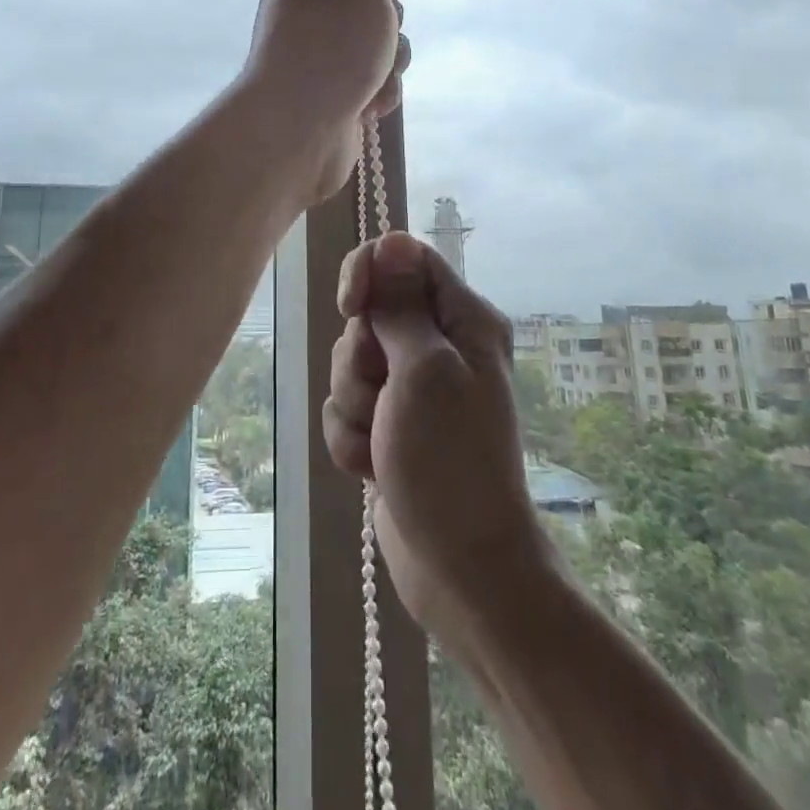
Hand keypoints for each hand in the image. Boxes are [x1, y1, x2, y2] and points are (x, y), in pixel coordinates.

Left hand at [238, 0, 431, 203]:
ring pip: (380, 48)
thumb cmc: (332, 43)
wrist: (297, 124)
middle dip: (391, 20)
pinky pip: (373, 84)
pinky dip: (379, 92)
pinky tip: (368, 106)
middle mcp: (307, 16)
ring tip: (377, 76)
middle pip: (371, 6)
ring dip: (392, 60)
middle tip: (384, 31)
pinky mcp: (333, 96)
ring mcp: (319, 59)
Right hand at [321, 232, 554, 647]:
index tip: (352, 308)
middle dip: (359, 358)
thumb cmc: (450, 462)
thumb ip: (401, 305)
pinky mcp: (389, 425)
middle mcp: (439, 345)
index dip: (369, 273)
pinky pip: (346, 408)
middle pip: (369, 314)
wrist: (461, 569)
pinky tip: (372, 468)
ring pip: (350, 364)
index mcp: (463, 319)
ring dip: (352, 405)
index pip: (403, 257)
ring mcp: (412, 389)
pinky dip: (350, 437)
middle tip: (384, 397)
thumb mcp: (424, 371)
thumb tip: (392, 240)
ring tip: (381, 442)